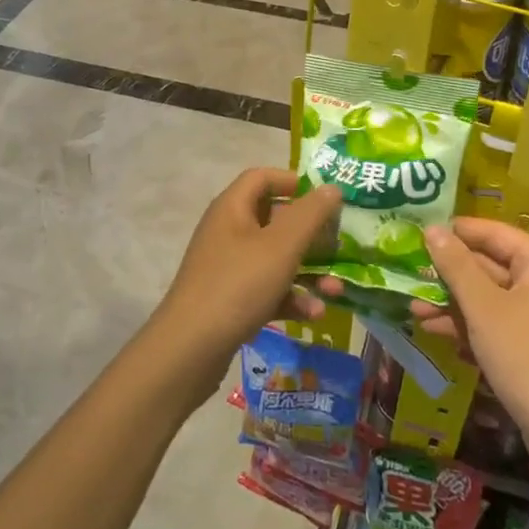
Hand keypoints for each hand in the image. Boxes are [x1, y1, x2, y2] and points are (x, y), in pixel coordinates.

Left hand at [147, 169, 340, 400]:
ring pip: (275, 258)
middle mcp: (228, 231)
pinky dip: (290, 297)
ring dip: (307, 271)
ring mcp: (228, 267)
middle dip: (311, 235)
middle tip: (338, 245)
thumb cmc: (238, 285)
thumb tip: (332, 187)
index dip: (294, 182)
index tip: (324, 198)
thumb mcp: (281, 246)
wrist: (190, 350)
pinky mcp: (230, 300)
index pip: (262, 177)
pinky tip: (314, 315)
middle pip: (275, 219)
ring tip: (335, 290)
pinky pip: (267, 288)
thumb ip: (310, 214)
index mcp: (233, 207)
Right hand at [413, 218, 528, 451]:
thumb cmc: (524, 355)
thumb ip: (456, 265)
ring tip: (413, 305)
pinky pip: (496, 320)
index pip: (493, 232)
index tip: (419, 232)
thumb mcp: (483, 307)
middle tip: (410, 271)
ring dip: (452, 301)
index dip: (457, 231)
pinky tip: (433, 329)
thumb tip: (432, 228)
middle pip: (490, 264)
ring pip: (489, 295)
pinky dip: (468, 323)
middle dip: (449, 272)